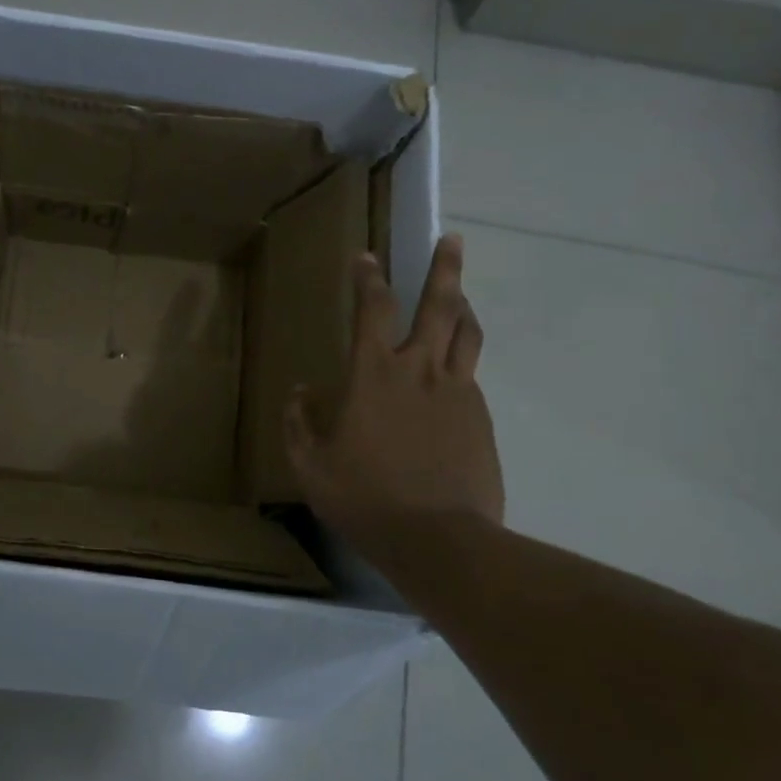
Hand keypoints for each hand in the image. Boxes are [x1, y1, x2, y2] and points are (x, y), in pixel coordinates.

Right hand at [285, 235, 504, 558]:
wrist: (439, 540)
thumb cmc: (365, 498)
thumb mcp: (311, 465)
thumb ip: (299, 423)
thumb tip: (300, 392)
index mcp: (374, 375)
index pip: (372, 310)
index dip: (367, 279)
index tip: (366, 256)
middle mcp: (420, 370)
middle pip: (439, 305)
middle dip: (444, 268)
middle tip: (451, 240)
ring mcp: (458, 392)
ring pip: (467, 334)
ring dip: (464, 306)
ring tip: (462, 295)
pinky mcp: (481, 417)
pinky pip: (470, 376)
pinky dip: (461, 362)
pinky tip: (452, 376)